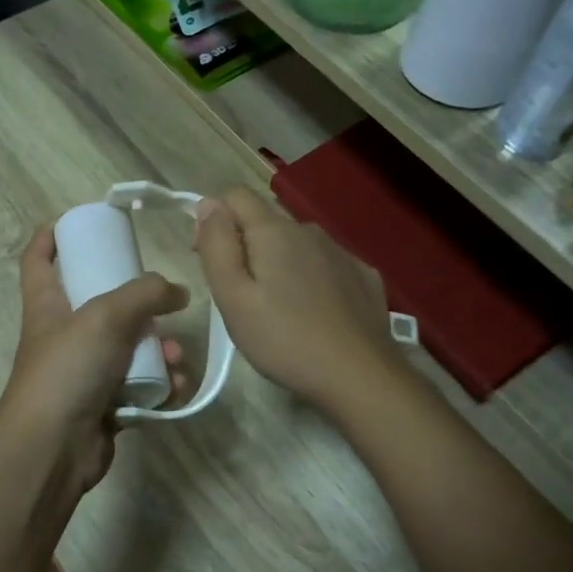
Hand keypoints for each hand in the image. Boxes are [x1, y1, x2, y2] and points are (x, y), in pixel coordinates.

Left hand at [0, 225, 188, 490]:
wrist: (53, 448)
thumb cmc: (67, 370)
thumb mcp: (106, 316)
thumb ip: (146, 294)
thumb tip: (177, 292)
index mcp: (47, 305)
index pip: (38, 259)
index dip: (51, 236)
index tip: (78, 220)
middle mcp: (63, 334)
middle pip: (98, 303)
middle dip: (137, 302)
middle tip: (163, 302)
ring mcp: (83, 371)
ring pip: (128, 347)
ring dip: (159, 349)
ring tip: (177, 357)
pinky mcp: (103, 404)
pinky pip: (138, 385)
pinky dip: (160, 385)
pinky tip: (175, 389)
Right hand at [192, 186, 399, 412]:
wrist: (360, 376)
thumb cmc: (284, 340)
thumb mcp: (233, 297)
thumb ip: (217, 245)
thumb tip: (208, 204)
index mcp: (274, 231)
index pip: (234, 195)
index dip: (213, 220)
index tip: (211, 260)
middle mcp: (310, 230)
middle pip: (265, 222)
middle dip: (245, 247)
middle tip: (240, 298)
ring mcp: (342, 252)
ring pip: (296, 244)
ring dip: (279, 264)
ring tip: (277, 310)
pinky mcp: (364, 276)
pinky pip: (326, 264)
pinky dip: (312, 278)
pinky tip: (315, 312)